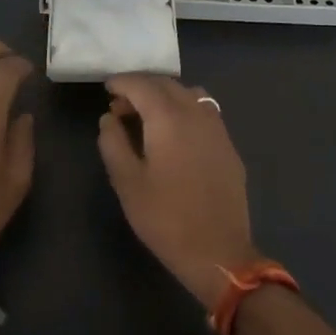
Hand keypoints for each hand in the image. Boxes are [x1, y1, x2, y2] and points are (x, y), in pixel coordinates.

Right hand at [97, 76, 257, 311]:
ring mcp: (217, 128)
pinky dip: (184, 108)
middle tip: (120, 106)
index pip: (142, 84)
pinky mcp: (228, 146)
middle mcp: (196, 113)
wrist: (219, 252)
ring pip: (189, 94)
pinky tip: (175, 133)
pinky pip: (204, 111)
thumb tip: (109, 117)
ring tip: (148, 116)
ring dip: (165, 95)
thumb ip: (113, 143)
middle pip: (166, 84)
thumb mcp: (127, 182)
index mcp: (168, 118)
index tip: (106, 88)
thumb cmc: (165, 219)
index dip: (122, 82)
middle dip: (141, 87)